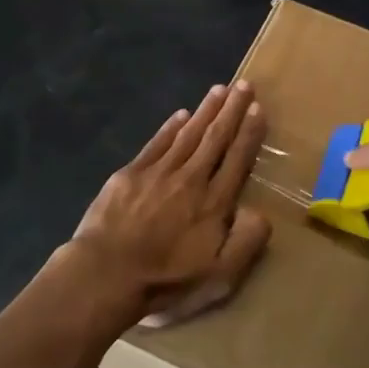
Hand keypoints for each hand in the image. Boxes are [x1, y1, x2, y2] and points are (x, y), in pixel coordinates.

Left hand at [64, 80, 271, 327]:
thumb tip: (262, 213)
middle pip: (215, 138)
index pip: (237, 159)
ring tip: (219, 90)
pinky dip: (170, 126)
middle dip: (232, 110)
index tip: (258, 109)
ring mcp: (158, 173)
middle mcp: (191, 179)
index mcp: (214, 203)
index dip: (249, 133)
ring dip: (205, 110)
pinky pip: (157, 143)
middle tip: (244, 85)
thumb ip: (245, 243)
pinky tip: (180, 114)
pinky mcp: (130, 174)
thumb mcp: (218, 277)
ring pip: (188, 134)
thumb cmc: (165, 281)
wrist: (106, 274)